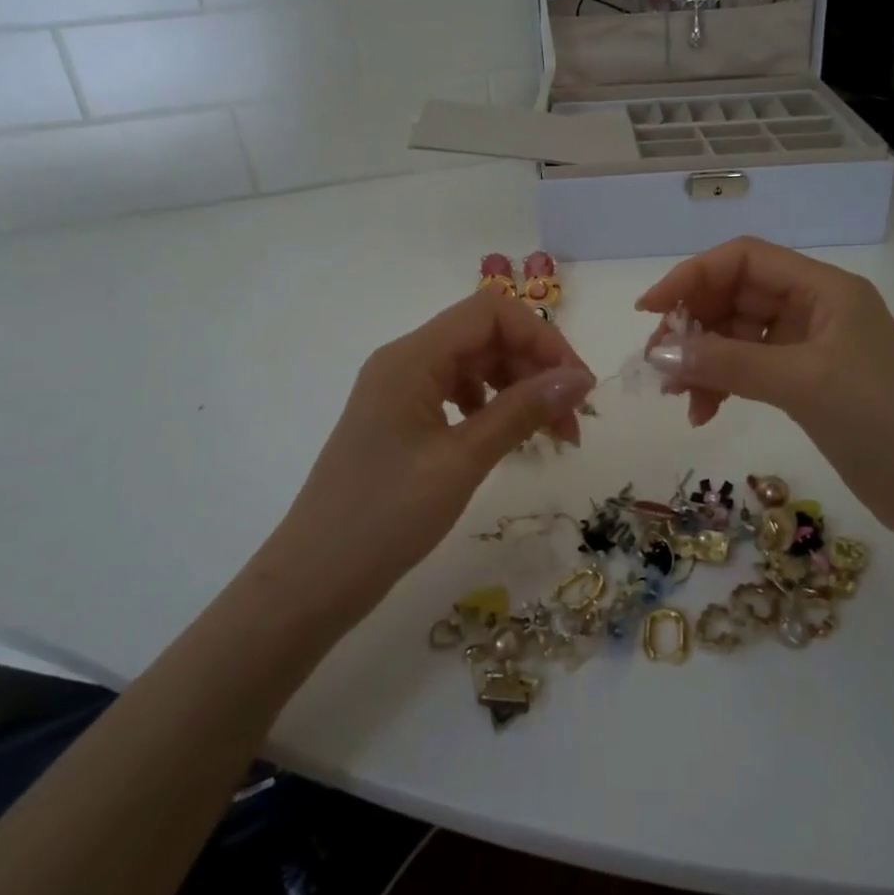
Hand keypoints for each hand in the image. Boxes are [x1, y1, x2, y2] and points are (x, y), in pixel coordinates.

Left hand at [263, 292, 594, 606]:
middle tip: (571, 423)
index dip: (542, 339)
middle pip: (485, 337)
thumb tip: (581, 379)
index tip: (578, 386)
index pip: (491, 313)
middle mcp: (404, 361)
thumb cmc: (385, 518)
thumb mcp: (462, 461)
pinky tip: (508, 438)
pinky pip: (456, 393)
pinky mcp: (399, 419)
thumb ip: (522, 411)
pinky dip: (492, 407)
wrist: (312, 581)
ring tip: (551, 436)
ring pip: (475, 365)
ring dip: (519, 389)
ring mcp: (399, 390)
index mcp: (412, 358)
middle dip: (535, 369)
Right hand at [637, 237, 893, 538]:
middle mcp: (815, 309)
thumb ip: (727, 363)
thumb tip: (660, 355)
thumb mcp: (802, 383)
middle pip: (736, 296)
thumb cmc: (882, 421)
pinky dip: (722, 384)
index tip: (650, 310)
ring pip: (737, 336)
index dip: (693, 276)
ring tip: (677, 397)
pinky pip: (749, 369)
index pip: (745, 259)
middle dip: (693, 325)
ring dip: (703, 359)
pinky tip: (703, 412)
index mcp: (824, 289)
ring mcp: (810, 348)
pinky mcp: (806, 384)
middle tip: (658, 364)